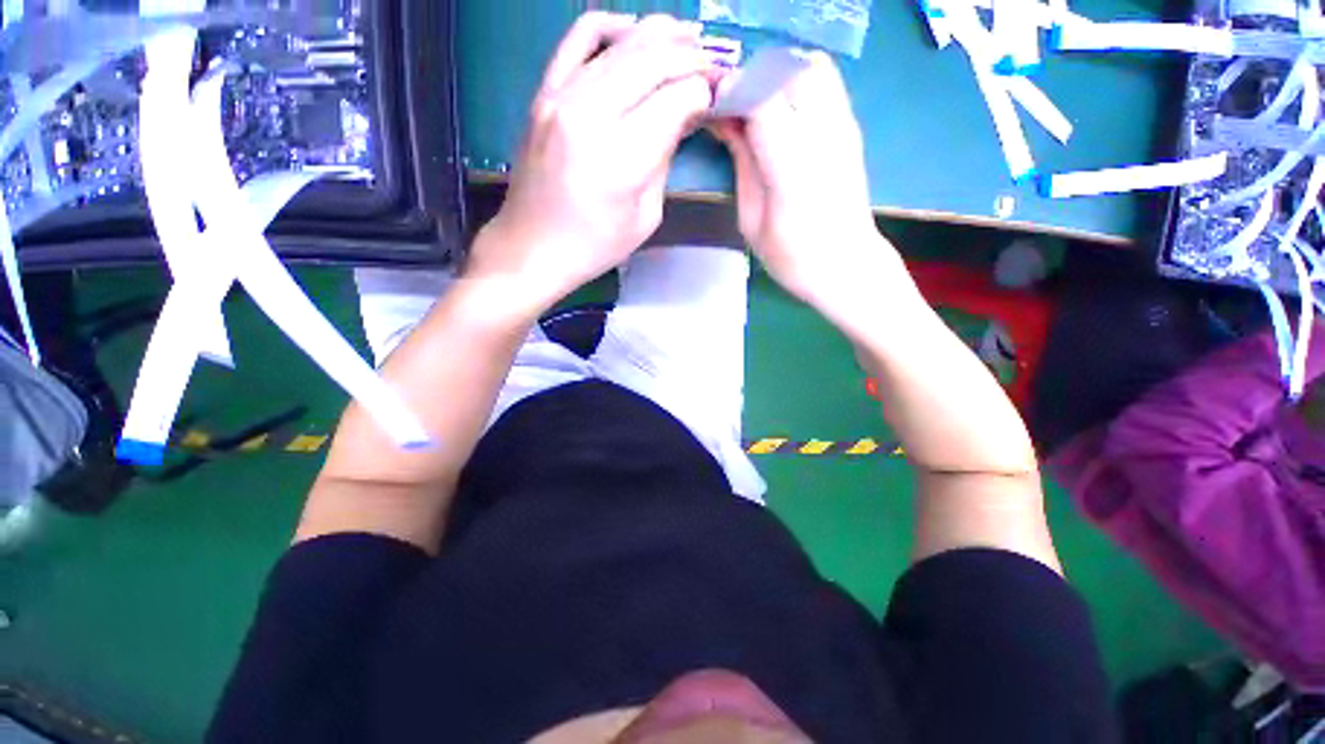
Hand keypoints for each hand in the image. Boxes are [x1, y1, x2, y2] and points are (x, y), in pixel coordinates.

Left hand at [469, 13, 717, 307]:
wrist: (532, 247)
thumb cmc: (594, 246)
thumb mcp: (645, 217)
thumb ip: (664, 161)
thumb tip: (681, 117)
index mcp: (620, 159)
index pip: (673, 101)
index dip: (701, 93)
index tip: (715, 96)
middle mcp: (589, 115)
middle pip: (651, 61)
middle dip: (690, 58)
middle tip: (712, 63)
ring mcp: (560, 97)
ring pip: (621, 43)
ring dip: (660, 35)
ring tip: (687, 38)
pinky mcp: (543, 93)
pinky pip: (578, 39)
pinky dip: (612, 26)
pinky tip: (633, 32)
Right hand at [710, 52, 892, 307]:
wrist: (846, 265)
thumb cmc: (792, 257)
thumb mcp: (751, 219)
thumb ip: (741, 163)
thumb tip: (725, 122)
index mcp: (791, 167)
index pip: (759, 98)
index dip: (730, 95)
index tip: (713, 110)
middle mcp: (822, 135)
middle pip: (785, 72)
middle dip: (751, 82)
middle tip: (733, 111)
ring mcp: (843, 127)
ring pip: (808, 67)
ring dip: (775, 78)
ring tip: (756, 110)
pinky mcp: (851, 128)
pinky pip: (824, 81)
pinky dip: (796, 83)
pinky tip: (782, 114)